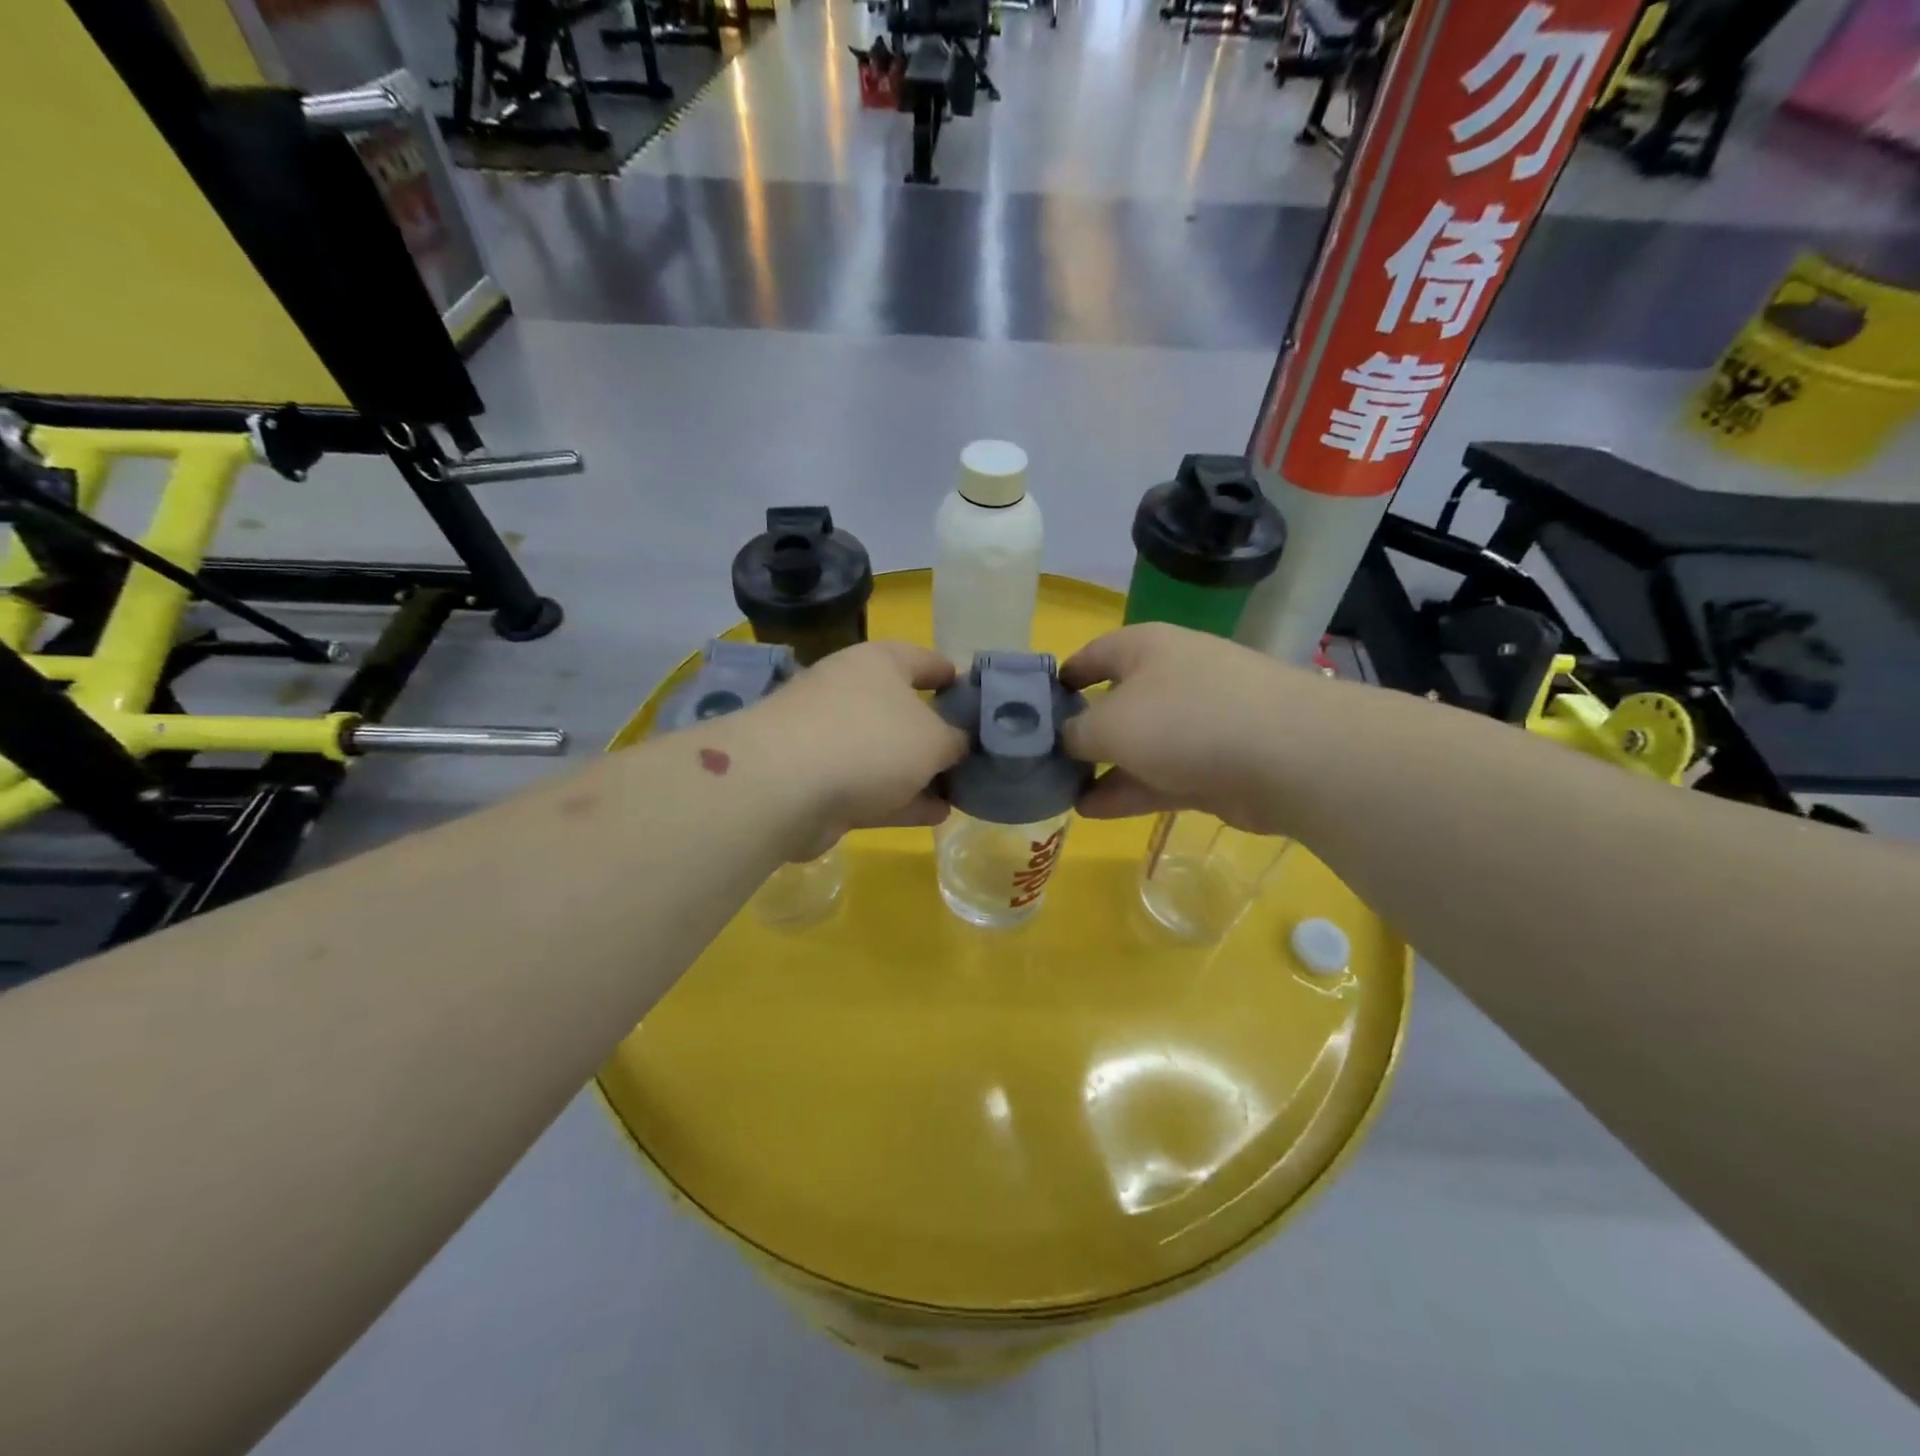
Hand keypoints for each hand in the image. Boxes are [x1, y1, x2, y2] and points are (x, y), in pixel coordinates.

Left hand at [737, 640, 967, 855]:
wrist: (783, 787)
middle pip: (904, 710)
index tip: (979, 700)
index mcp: (879, 663)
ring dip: (921, 773)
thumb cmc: (870, 740)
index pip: (925, 660)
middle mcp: (851, 692)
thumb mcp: (934, 739)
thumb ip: (956, 740)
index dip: (955, 677)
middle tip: (974, 755)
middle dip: (938, 734)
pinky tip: (936, 815)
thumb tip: (957, 744)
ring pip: (887, 754)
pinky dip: (902, 799)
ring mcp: (830, 738)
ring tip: (960, 791)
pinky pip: (871, 787)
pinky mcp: (818, 782)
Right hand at [1060, 623, 1322, 835]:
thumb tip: (1062, 739)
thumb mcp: (1109, 724)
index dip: (1060, 680)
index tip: (1030, 709)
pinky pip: (1160, 775)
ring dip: (1102, 768)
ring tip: (1060, 793)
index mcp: (1144, 648)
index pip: (1091, 656)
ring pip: (1138, 745)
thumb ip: (1074, 733)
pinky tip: (1092, 811)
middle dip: (1080, 733)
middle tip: (1043, 761)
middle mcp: (1171, 677)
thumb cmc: (1184, 720)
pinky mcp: (1215, 764)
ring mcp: (1198, 722)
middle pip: (1114, 703)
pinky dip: (1128, 790)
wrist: (1287, 756)